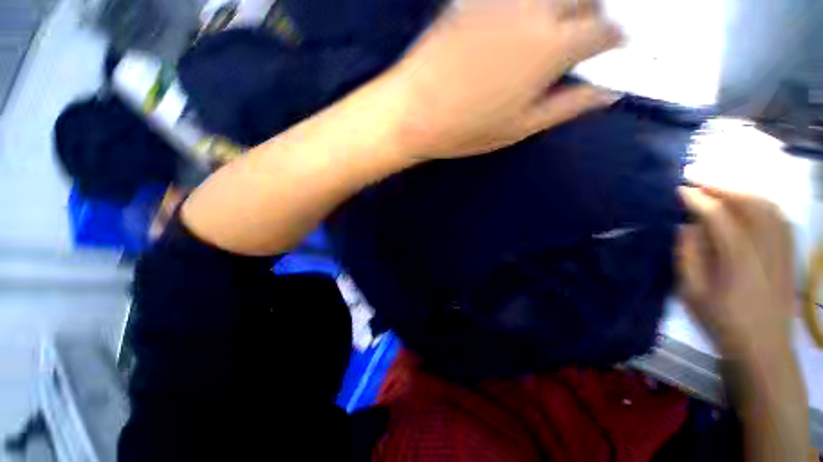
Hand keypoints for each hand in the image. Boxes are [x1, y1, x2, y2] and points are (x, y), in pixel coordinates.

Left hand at [384, 0, 621, 158]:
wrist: (412, 111)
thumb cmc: (464, 128)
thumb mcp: (519, 128)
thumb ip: (567, 107)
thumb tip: (608, 94)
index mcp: (551, 48)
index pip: (603, 31)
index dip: (615, 39)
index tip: (615, 48)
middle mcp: (534, 12)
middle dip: (595, 12)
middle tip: (589, 33)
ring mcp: (502, 1)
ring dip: (565, 3)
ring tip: (559, 25)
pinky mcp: (474, 0)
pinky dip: (529, 3)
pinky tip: (524, 19)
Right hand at [677, 186, 795, 359]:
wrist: (764, 349)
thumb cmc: (723, 323)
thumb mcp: (693, 295)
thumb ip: (688, 257)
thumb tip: (685, 227)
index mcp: (739, 261)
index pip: (719, 217)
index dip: (697, 199)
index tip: (678, 189)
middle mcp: (766, 248)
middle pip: (749, 202)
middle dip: (720, 184)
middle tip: (696, 176)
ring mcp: (783, 249)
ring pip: (767, 204)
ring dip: (741, 188)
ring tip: (718, 183)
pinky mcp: (790, 252)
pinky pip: (778, 215)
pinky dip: (761, 201)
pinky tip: (748, 200)